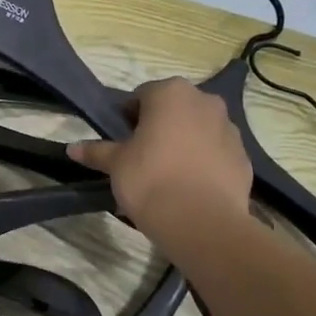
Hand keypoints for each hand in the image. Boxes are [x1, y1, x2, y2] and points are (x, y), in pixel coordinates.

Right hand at [69, 78, 251, 239]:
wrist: (201, 221)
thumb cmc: (150, 180)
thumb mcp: (115, 165)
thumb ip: (96, 151)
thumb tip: (72, 148)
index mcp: (171, 93)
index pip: (142, 96)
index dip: (127, 117)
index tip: (120, 140)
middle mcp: (205, 102)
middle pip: (174, 110)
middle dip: (159, 127)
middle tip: (141, 156)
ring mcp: (230, 129)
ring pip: (198, 130)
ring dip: (184, 143)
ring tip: (168, 175)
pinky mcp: (243, 157)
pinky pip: (216, 153)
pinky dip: (204, 163)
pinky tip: (190, 187)